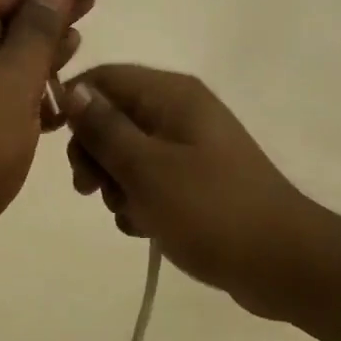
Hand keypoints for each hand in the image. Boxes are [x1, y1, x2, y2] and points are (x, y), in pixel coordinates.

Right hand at [61, 66, 316, 315]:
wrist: (282, 262)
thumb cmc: (211, 209)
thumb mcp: (147, 169)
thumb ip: (105, 129)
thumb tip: (72, 90)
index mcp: (172, 94)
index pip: (105, 78)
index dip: (75, 104)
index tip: (57, 144)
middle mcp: (180, 111)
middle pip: (114, 116)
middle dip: (95, 153)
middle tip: (89, 190)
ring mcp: (190, 146)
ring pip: (128, 153)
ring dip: (117, 184)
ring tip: (130, 214)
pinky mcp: (197, 180)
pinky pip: (151, 179)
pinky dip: (140, 201)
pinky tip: (146, 228)